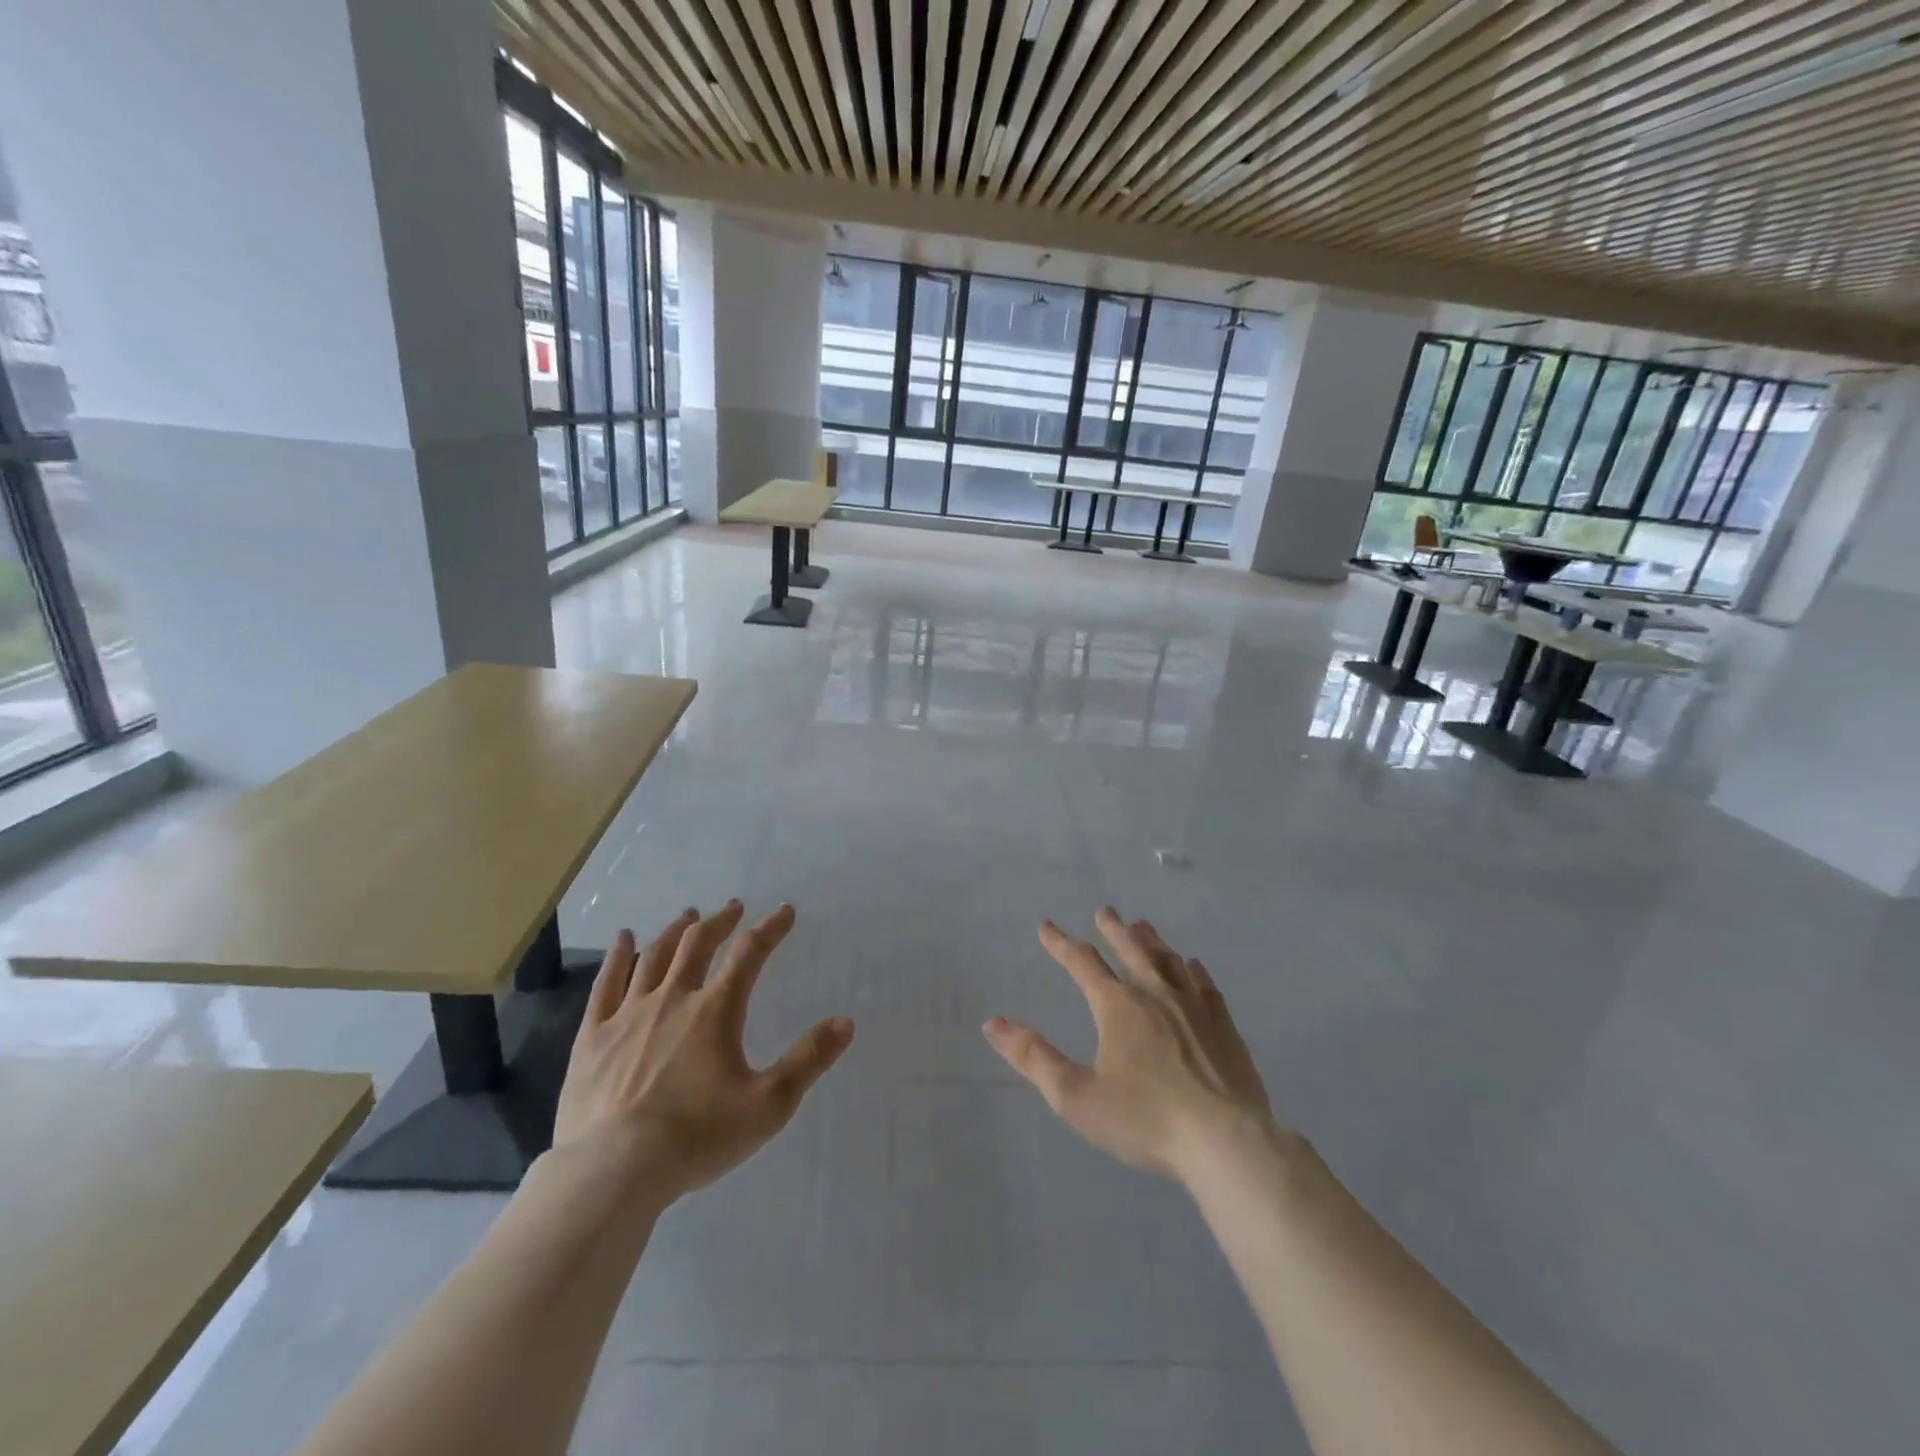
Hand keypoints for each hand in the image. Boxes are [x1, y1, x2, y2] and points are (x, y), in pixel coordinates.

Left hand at [552, 901, 853, 1201]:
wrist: (613, 1171)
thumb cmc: (696, 1137)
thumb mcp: (768, 1104)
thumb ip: (808, 1060)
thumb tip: (846, 1022)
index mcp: (715, 1010)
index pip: (749, 954)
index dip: (770, 929)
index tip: (784, 912)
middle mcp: (672, 999)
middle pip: (698, 944)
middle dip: (720, 922)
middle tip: (733, 908)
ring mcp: (628, 1015)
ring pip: (654, 956)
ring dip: (676, 931)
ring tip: (689, 916)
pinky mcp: (593, 1037)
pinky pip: (606, 984)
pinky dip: (618, 956)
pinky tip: (624, 938)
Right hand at [984, 906, 1273, 1182]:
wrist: (1226, 1142)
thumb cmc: (1145, 1119)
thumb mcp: (1076, 1096)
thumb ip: (1034, 1057)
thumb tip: (992, 1023)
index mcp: (1117, 1006)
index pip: (1082, 963)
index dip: (1061, 944)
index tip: (1046, 927)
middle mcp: (1155, 994)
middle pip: (1131, 950)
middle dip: (1114, 929)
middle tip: (1105, 911)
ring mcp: (1194, 1007)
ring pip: (1169, 961)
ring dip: (1152, 941)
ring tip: (1143, 926)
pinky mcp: (1224, 1027)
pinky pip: (1206, 986)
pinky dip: (1194, 971)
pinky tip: (1193, 966)